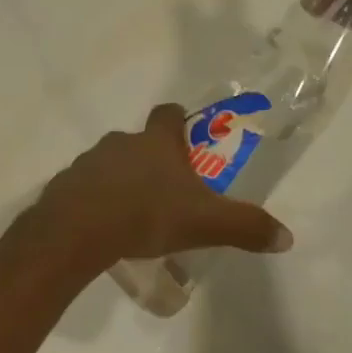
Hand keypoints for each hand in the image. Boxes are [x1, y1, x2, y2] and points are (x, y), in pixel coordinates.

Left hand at [26, 105, 293, 275]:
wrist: (78, 230)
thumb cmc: (146, 215)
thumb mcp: (205, 224)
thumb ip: (246, 227)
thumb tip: (286, 237)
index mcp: (156, 143)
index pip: (168, 114)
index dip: (178, 121)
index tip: (185, 134)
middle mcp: (120, 143)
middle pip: (138, 141)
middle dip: (152, 160)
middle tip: (166, 190)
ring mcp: (88, 162)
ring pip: (110, 164)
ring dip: (122, 181)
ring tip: (134, 214)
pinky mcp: (65, 186)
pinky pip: (85, 188)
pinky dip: (96, 201)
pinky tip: (104, 227)